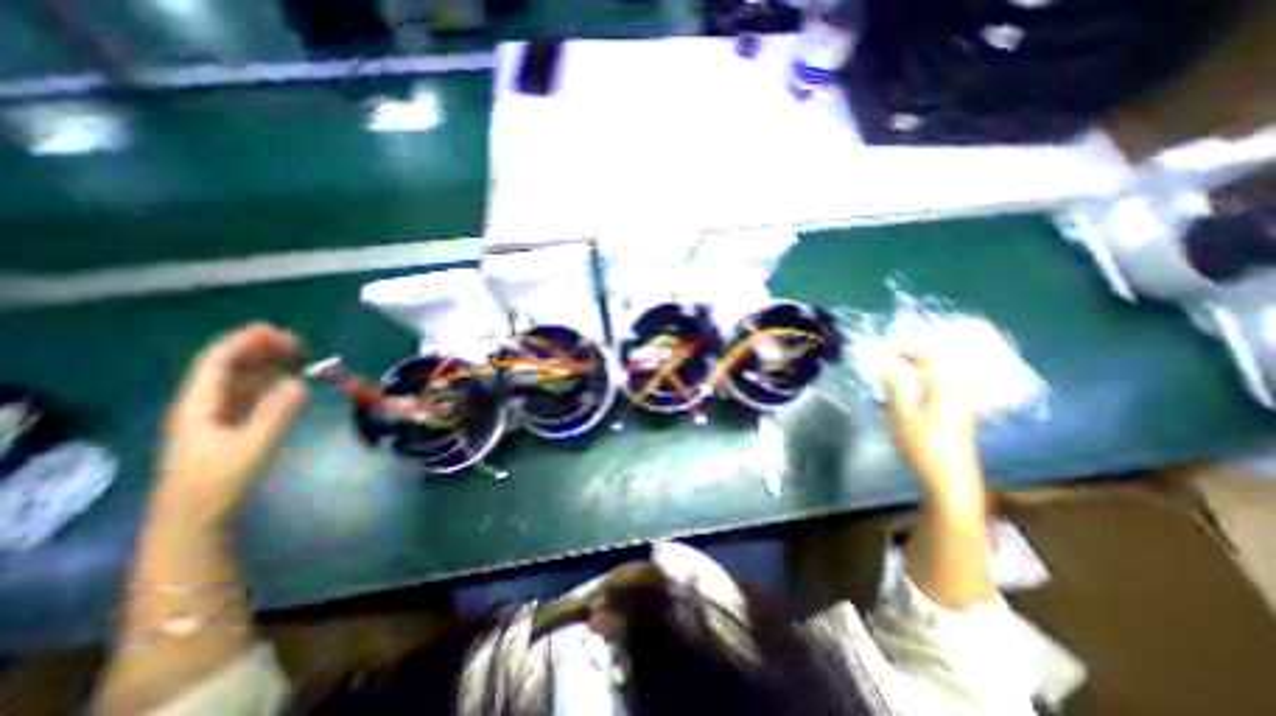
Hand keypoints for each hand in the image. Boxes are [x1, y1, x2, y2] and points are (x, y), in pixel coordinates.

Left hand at [157, 324, 306, 524]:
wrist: (195, 521)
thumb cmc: (217, 485)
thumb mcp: (249, 449)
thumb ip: (275, 415)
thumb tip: (300, 382)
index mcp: (199, 406)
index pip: (217, 363)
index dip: (244, 342)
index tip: (276, 330)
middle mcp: (205, 405)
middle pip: (229, 367)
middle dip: (260, 350)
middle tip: (298, 343)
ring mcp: (218, 417)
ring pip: (242, 380)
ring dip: (268, 364)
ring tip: (299, 356)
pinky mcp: (232, 427)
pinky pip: (251, 395)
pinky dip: (271, 382)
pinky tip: (289, 382)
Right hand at [890, 350, 983, 510]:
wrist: (950, 481)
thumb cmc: (923, 446)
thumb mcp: (901, 415)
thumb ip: (896, 387)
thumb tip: (889, 365)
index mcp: (944, 388)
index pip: (931, 355)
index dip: (910, 346)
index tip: (888, 346)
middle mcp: (956, 392)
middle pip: (941, 363)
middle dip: (917, 353)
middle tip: (893, 353)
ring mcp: (959, 406)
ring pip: (942, 376)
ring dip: (922, 367)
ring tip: (900, 367)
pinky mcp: (956, 417)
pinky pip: (942, 388)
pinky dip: (926, 381)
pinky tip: (913, 389)